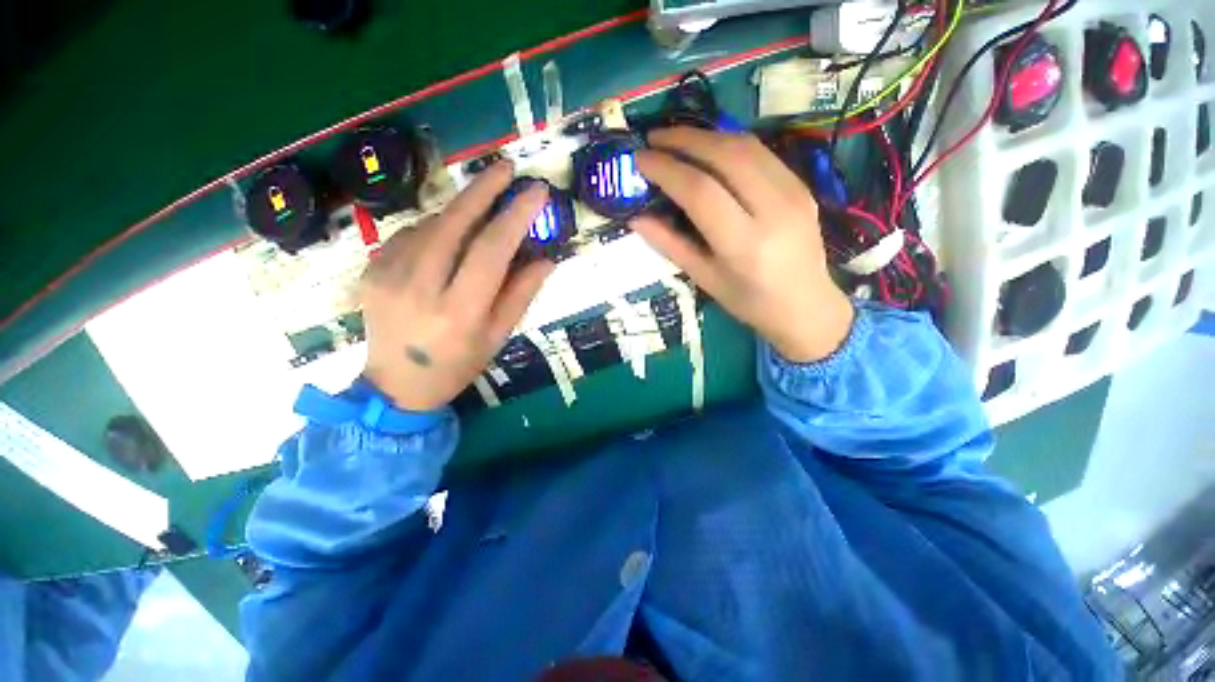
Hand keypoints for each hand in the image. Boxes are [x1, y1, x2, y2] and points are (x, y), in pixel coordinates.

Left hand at [360, 162, 554, 410]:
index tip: (535, 191)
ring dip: (461, 212)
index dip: (515, 216)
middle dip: (482, 189)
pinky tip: (447, 242)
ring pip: (431, 225)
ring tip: (481, 215)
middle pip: (454, 224)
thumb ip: (521, 294)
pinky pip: (410, 235)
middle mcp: (420, 288)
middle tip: (505, 167)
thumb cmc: (458, 364)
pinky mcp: (371, 270)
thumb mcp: (498, 336)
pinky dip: (435, 229)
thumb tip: (546, 259)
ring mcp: (387, 275)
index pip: (491, 250)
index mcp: (459, 311)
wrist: (397, 385)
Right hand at [631, 127, 853, 362]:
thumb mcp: (705, 279)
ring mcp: (794, 193)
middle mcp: (773, 210)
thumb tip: (636, 219)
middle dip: (684, 140)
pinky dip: (728, 144)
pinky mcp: (801, 185)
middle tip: (653, 138)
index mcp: (744, 244)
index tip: (640, 159)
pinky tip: (709, 149)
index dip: (666, 169)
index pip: (700, 191)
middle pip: (725, 156)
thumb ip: (671, 245)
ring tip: (676, 139)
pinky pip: (760, 153)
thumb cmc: (749, 302)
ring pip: (745, 146)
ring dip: (706, 135)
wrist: (807, 306)